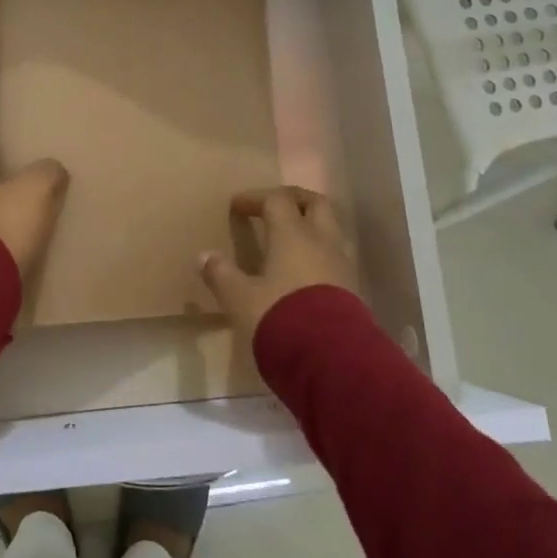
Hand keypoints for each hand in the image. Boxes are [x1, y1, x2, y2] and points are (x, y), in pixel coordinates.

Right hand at [198, 187, 359, 340]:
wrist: (330, 359)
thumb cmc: (278, 317)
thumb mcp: (239, 298)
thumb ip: (221, 274)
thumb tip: (205, 256)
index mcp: (292, 234)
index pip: (276, 200)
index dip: (255, 198)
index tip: (236, 206)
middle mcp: (321, 241)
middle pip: (315, 204)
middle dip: (293, 200)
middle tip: (272, 207)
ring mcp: (341, 265)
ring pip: (329, 231)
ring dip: (309, 228)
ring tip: (286, 241)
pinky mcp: (351, 290)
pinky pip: (333, 258)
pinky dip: (316, 254)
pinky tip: (301, 273)